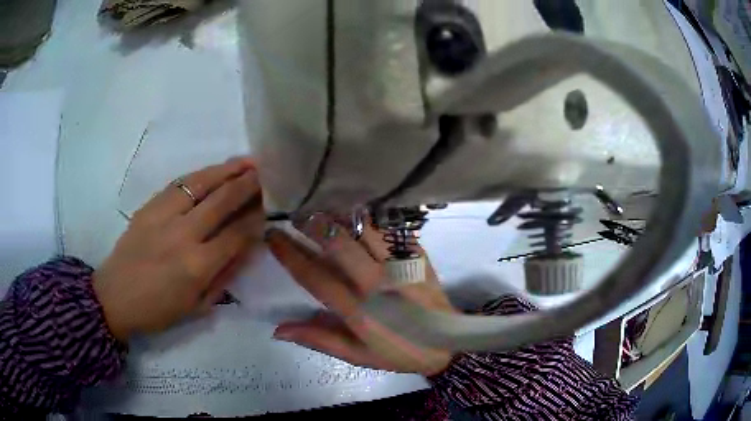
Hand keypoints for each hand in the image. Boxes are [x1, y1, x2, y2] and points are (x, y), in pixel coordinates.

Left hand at [94, 158, 263, 342]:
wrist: (115, 297)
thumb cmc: (159, 310)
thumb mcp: (198, 306)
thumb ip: (225, 275)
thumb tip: (247, 247)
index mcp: (197, 265)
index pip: (238, 233)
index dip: (258, 217)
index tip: (271, 206)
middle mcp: (183, 234)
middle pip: (223, 200)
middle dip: (248, 185)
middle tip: (267, 173)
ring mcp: (163, 215)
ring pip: (201, 183)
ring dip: (227, 170)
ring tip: (247, 161)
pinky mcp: (149, 206)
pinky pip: (179, 184)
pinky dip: (200, 175)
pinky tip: (213, 170)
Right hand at [268, 214, 455, 376]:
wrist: (448, 342)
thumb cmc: (398, 351)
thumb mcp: (357, 355)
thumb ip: (320, 339)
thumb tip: (278, 329)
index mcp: (359, 311)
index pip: (315, 277)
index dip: (290, 254)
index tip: (273, 235)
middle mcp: (379, 283)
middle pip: (341, 245)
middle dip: (314, 225)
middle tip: (297, 213)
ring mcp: (402, 266)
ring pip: (367, 230)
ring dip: (341, 216)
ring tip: (323, 206)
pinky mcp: (418, 257)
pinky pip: (391, 230)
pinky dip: (371, 219)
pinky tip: (358, 212)